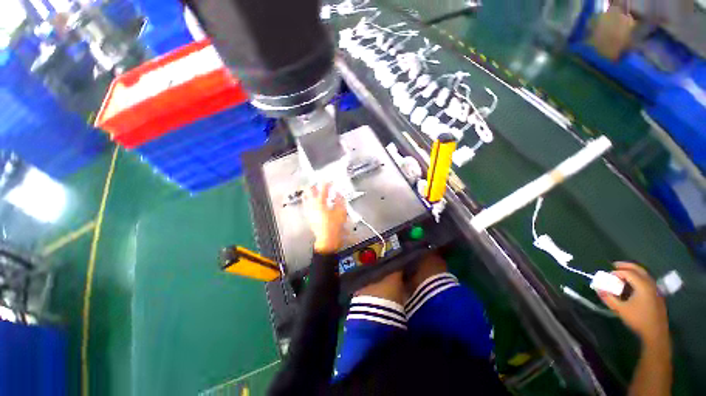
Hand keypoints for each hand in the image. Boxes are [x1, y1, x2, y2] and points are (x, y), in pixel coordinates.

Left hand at [303, 183, 346, 253]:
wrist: (328, 239)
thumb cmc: (334, 226)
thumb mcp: (341, 211)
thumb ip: (340, 200)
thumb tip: (338, 194)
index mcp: (321, 203)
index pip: (324, 189)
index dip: (326, 183)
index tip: (328, 180)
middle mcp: (313, 205)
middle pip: (310, 191)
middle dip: (314, 185)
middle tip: (317, 182)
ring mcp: (310, 211)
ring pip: (306, 198)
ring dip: (309, 192)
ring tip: (310, 189)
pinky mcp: (309, 216)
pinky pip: (306, 205)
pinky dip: (307, 201)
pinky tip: (308, 201)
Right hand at [598, 262, 668, 344]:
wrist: (656, 333)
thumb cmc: (638, 319)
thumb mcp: (620, 309)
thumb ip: (608, 298)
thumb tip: (598, 288)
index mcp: (643, 286)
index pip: (628, 272)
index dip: (616, 272)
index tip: (607, 276)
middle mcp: (650, 284)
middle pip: (638, 269)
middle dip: (626, 266)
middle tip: (614, 266)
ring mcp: (655, 289)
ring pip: (644, 274)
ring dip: (632, 271)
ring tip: (621, 274)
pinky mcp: (657, 294)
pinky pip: (647, 280)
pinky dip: (638, 277)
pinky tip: (632, 284)